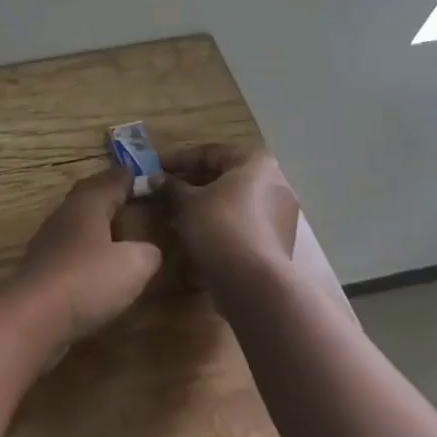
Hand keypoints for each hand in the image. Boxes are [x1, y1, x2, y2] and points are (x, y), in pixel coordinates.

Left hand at [5, 166, 162, 350]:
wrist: (34, 315)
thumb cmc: (87, 280)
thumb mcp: (133, 265)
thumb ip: (147, 253)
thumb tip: (149, 250)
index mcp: (87, 204)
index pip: (111, 181)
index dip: (130, 178)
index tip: (147, 175)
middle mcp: (65, 215)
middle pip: (88, 196)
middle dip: (109, 193)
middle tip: (131, 194)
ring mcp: (49, 240)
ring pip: (77, 220)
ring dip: (97, 220)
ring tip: (118, 227)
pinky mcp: (43, 266)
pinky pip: (71, 245)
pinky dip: (87, 246)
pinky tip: (97, 260)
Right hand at [160, 144, 298, 283]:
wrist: (254, 283)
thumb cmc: (219, 227)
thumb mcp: (187, 202)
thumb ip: (171, 186)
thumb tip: (155, 178)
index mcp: (256, 164)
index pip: (210, 153)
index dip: (179, 160)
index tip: (156, 168)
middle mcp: (275, 183)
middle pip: (225, 176)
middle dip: (192, 182)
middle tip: (165, 190)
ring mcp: (281, 213)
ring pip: (234, 200)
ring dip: (205, 203)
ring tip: (177, 212)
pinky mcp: (278, 240)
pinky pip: (243, 221)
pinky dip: (220, 221)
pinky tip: (197, 232)